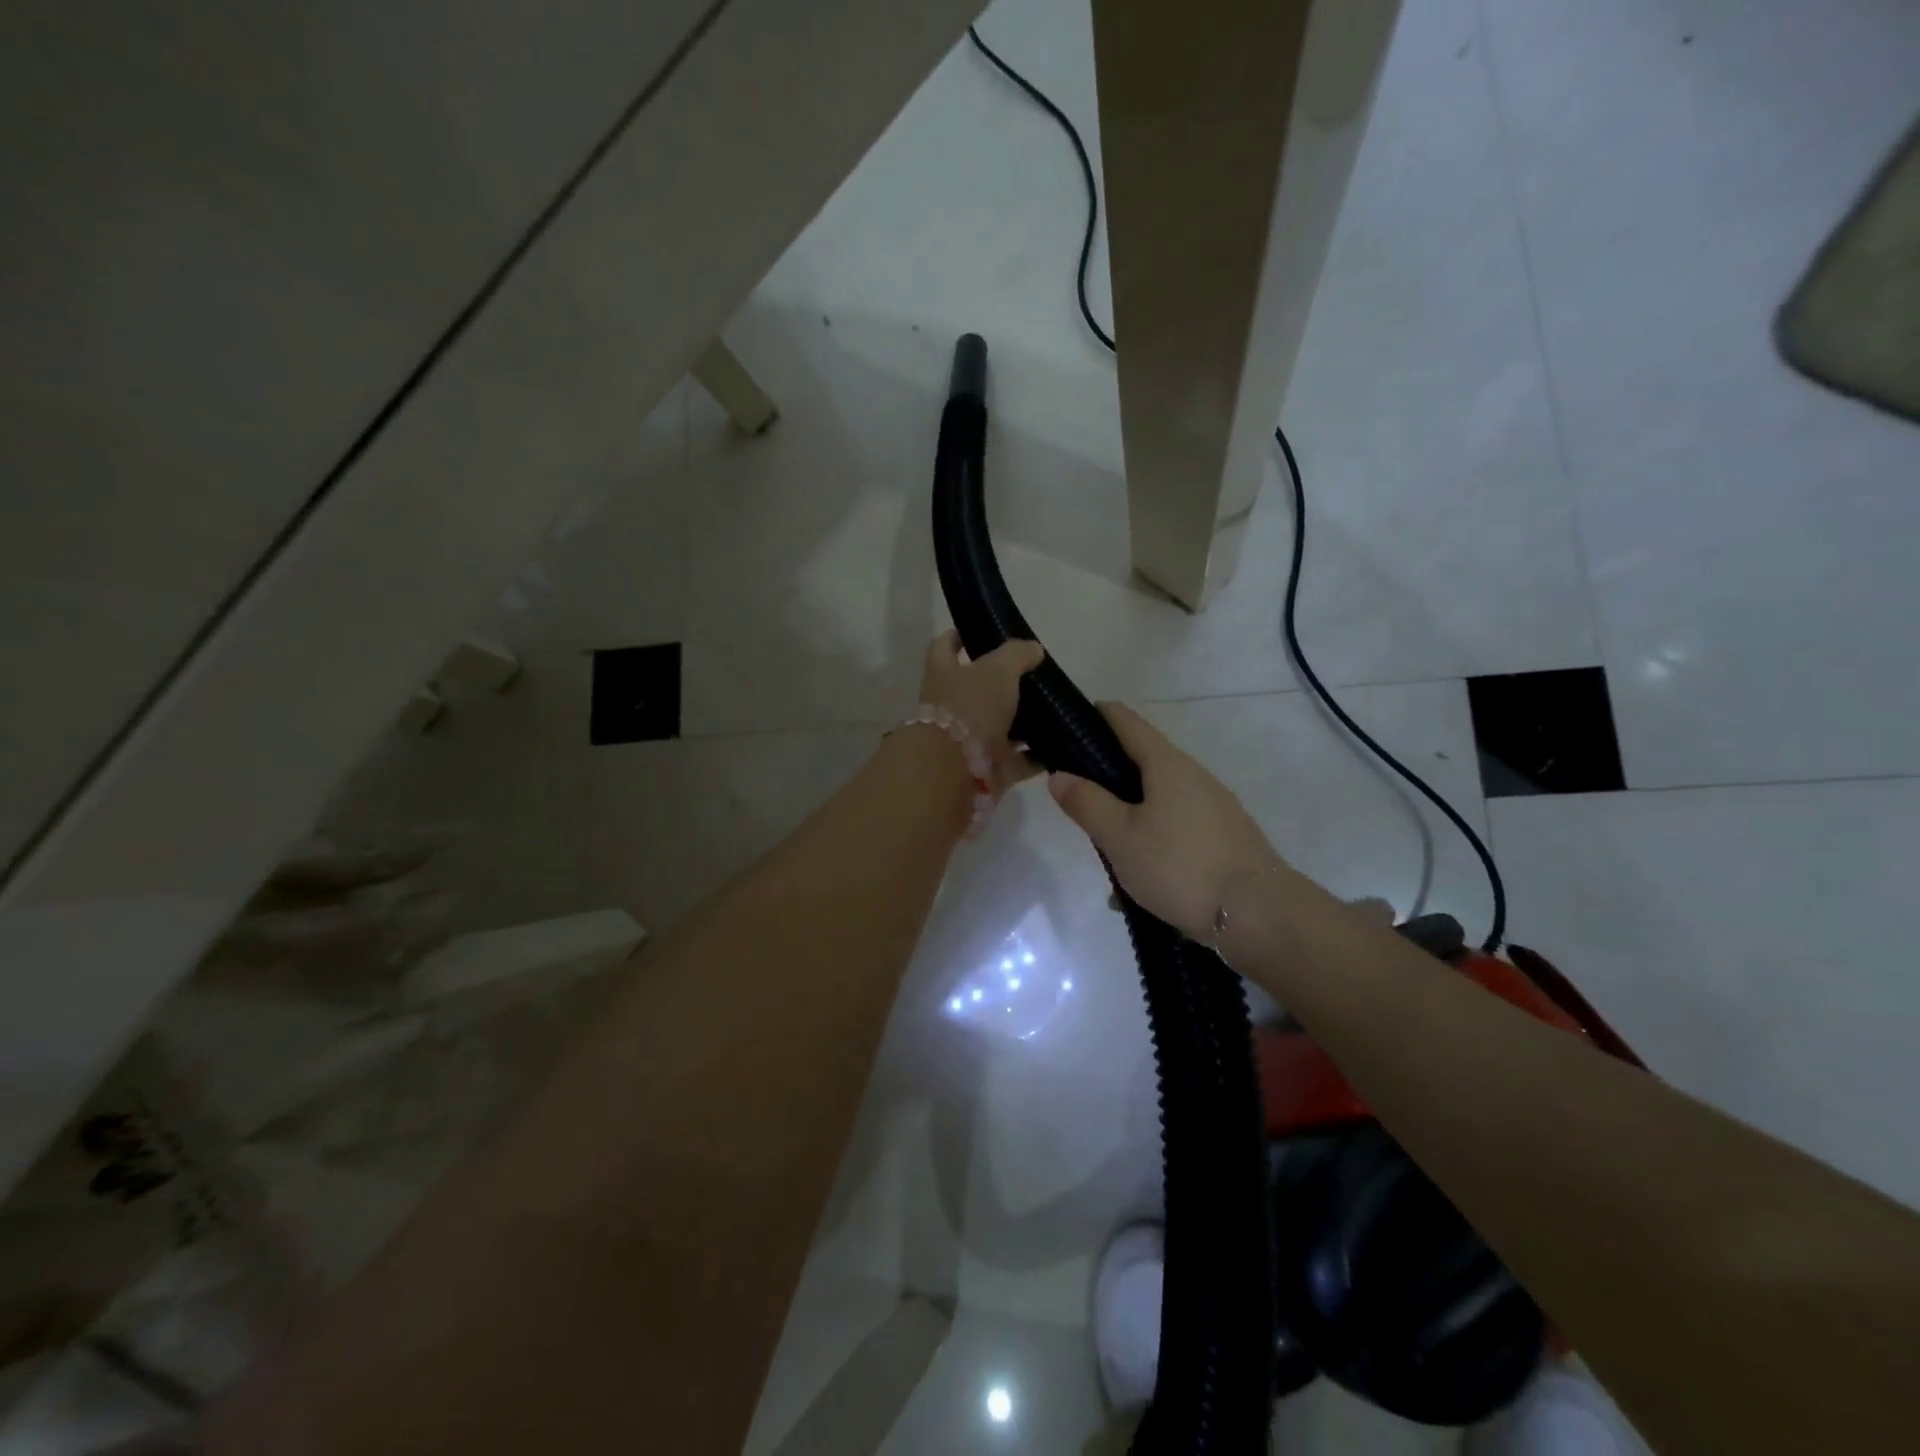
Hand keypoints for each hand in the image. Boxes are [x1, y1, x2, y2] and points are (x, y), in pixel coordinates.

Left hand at [918, 631, 1046, 793]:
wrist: (956, 770)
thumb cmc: (971, 707)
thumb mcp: (997, 669)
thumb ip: (1017, 655)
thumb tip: (1033, 649)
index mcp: (944, 674)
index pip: (945, 647)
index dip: (957, 637)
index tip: (976, 631)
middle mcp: (952, 707)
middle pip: (976, 690)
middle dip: (1001, 683)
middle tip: (1034, 674)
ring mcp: (969, 740)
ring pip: (999, 726)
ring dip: (1022, 721)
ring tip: (1054, 709)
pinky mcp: (988, 769)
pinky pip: (1017, 760)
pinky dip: (1036, 756)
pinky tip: (1061, 746)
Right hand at [1047, 703, 1287, 941]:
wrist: (1260, 915)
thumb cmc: (1180, 866)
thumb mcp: (1119, 837)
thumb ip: (1087, 803)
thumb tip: (1060, 774)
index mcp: (1167, 764)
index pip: (1127, 722)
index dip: (1096, 716)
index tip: (1068, 723)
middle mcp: (1194, 777)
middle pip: (1143, 763)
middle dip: (1108, 777)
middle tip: (1077, 799)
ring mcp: (1214, 809)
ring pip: (1158, 803)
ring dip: (1129, 819)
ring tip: (1105, 852)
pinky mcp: (1224, 839)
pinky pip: (1176, 831)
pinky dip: (1152, 845)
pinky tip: (1136, 885)